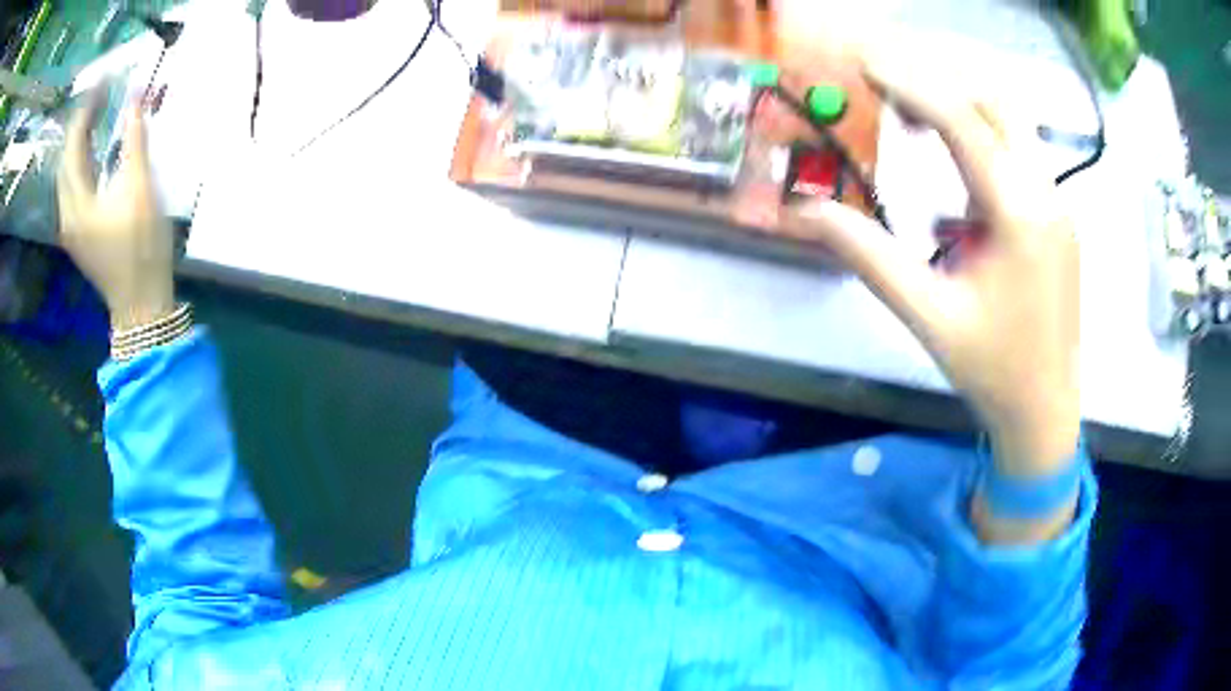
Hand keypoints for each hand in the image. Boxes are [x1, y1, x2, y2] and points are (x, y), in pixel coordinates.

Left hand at [58, 90, 174, 331]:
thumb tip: (136, 95)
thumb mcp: (141, 189)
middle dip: (81, 123)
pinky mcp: (78, 233)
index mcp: (77, 204)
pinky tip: (94, 150)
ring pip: (67, 174)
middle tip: (102, 95)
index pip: (73, 146)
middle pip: (66, 160)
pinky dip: (81, 161)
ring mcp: (71, 227)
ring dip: (80, 141)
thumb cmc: (142, 248)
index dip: (86, 110)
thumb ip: (135, 141)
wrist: (140, 302)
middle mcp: (67, 215)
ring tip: (98, 115)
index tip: (104, 81)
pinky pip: (72, 187)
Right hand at [783, 45, 1080, 480]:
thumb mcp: (927, 316)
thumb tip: (807, 213)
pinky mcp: (1059, 218)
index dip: (911, 85)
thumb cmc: (992, 369)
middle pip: (995, 105)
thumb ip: (869, 257)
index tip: (866, 65)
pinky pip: (1020, 158)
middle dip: (940, 87)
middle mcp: (1046, 196)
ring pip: (1012, 126)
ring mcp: (1058, 205)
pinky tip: (955, 184)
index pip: (963, 124)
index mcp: (1019, 215)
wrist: (1046, 410)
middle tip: (890, 97)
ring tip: (914, 127)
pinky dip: (981, 147)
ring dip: (963, 113)